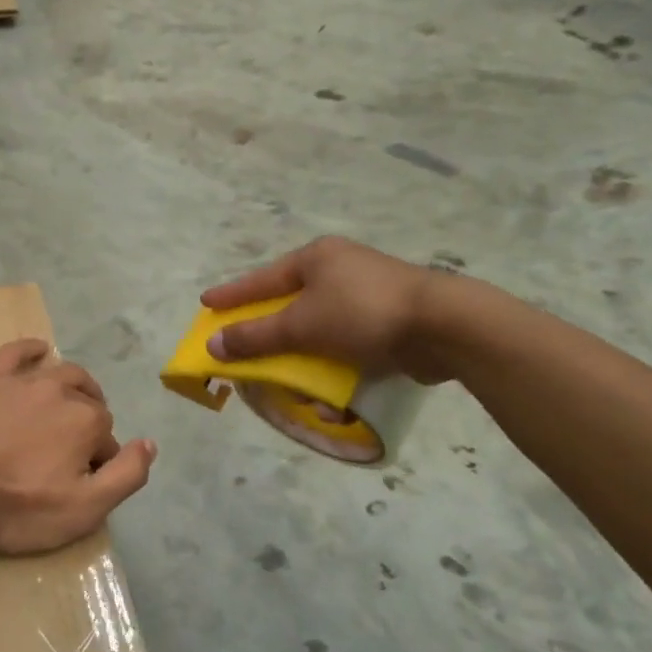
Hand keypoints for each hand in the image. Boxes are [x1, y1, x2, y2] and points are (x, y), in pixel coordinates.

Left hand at [0, 340, 156, 555]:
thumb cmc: (16, 505)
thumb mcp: (83, 509)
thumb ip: (126, 475)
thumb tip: (150, 443)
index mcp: (88, 421)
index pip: (108, 439)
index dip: (97, 462)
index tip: (78, 482)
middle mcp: (61, 391)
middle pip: (88, 402)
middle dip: (89, 423)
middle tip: (69, 452)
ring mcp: (23, 380)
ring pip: (62, 373)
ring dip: (74, 387)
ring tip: (68, 405)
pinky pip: (17, 352)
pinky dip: (33, 349)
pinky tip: (40, 351)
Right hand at [201, 236, 454, 382]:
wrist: (444, 327)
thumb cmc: (362, 313)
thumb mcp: (301, 326)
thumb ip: (255, 337)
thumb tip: (214, 345)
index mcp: (316, 258)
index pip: (261, 279)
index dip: (232, 294)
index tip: (206, 303)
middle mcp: (339, 270)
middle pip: (289, 302)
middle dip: (268, 330)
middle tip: (242, 344)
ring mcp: (366, 294)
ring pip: (318, 326)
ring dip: (302, 356)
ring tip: (287, 377)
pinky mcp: (388, 320)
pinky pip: (345, 341)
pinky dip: (333, 364)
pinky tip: (330, 393)